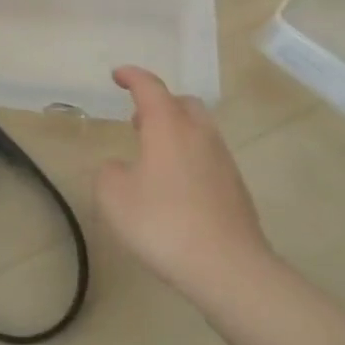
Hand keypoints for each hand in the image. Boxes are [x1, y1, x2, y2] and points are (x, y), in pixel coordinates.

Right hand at [96, 66, 271, 305]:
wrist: (229, 269)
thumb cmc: (163, 223)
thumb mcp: (114, 196)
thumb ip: (109, 173)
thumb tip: (120, 168)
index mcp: (169, 126)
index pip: (150, 87)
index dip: (132, 77)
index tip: (117, 75)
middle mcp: (199, 135)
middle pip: (183, 103)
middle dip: (160, 104)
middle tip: (138, 119)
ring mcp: (223, 161)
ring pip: (199, 130)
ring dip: (176, 131)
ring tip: (154, 154)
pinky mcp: (235, 188)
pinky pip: (208, 157)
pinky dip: (189, 157)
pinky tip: (175, 186)